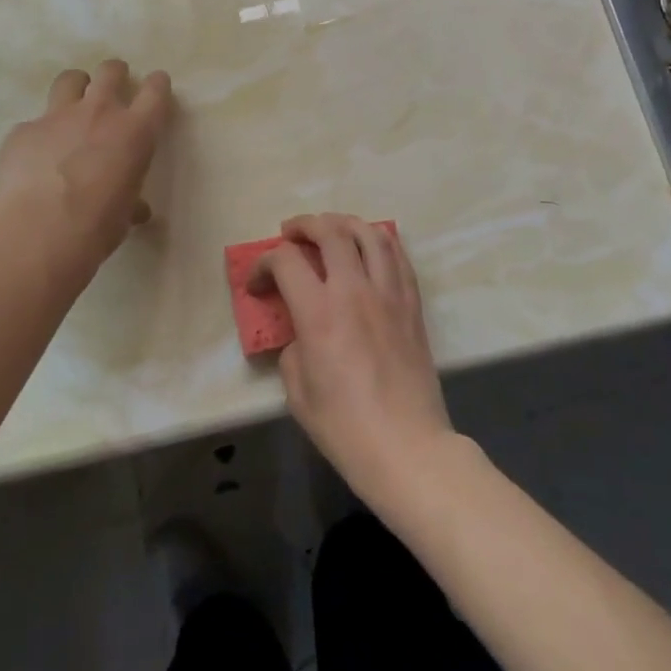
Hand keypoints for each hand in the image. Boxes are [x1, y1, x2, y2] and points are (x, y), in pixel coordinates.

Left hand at [0, 60, 172, 260]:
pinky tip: (35, 157)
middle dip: (115, 74)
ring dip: (76, 88)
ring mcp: (56, 117)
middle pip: (110, 71)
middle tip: (114, 87)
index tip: (157, 85)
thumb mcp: (124, 215)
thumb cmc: (96, 227)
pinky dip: (40, 134)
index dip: (158, 85)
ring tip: (74, 105)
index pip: (155, 92)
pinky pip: (34, 123)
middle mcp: (99, 113)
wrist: (37, 232)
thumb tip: (137, 210)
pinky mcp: (23, 130)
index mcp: (135, 133)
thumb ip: (131, 201)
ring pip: (70, 80)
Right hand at [251, 213, 453, 510]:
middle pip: (330, 232)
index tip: (257, 284)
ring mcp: (389, 294)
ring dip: (345, 223)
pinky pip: (398, 257)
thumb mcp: (297, 389)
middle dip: (305, 225)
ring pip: (371, 234)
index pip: (286, 261)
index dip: (264, 264)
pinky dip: (379, 242)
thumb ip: (292, 347)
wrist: (407, 446)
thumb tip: (300, 331)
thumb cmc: (344, 426)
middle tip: (290, 233)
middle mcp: (355, 291)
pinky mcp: (412, 305)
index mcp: (319, 312)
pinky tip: (369, 248)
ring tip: (331, 229)